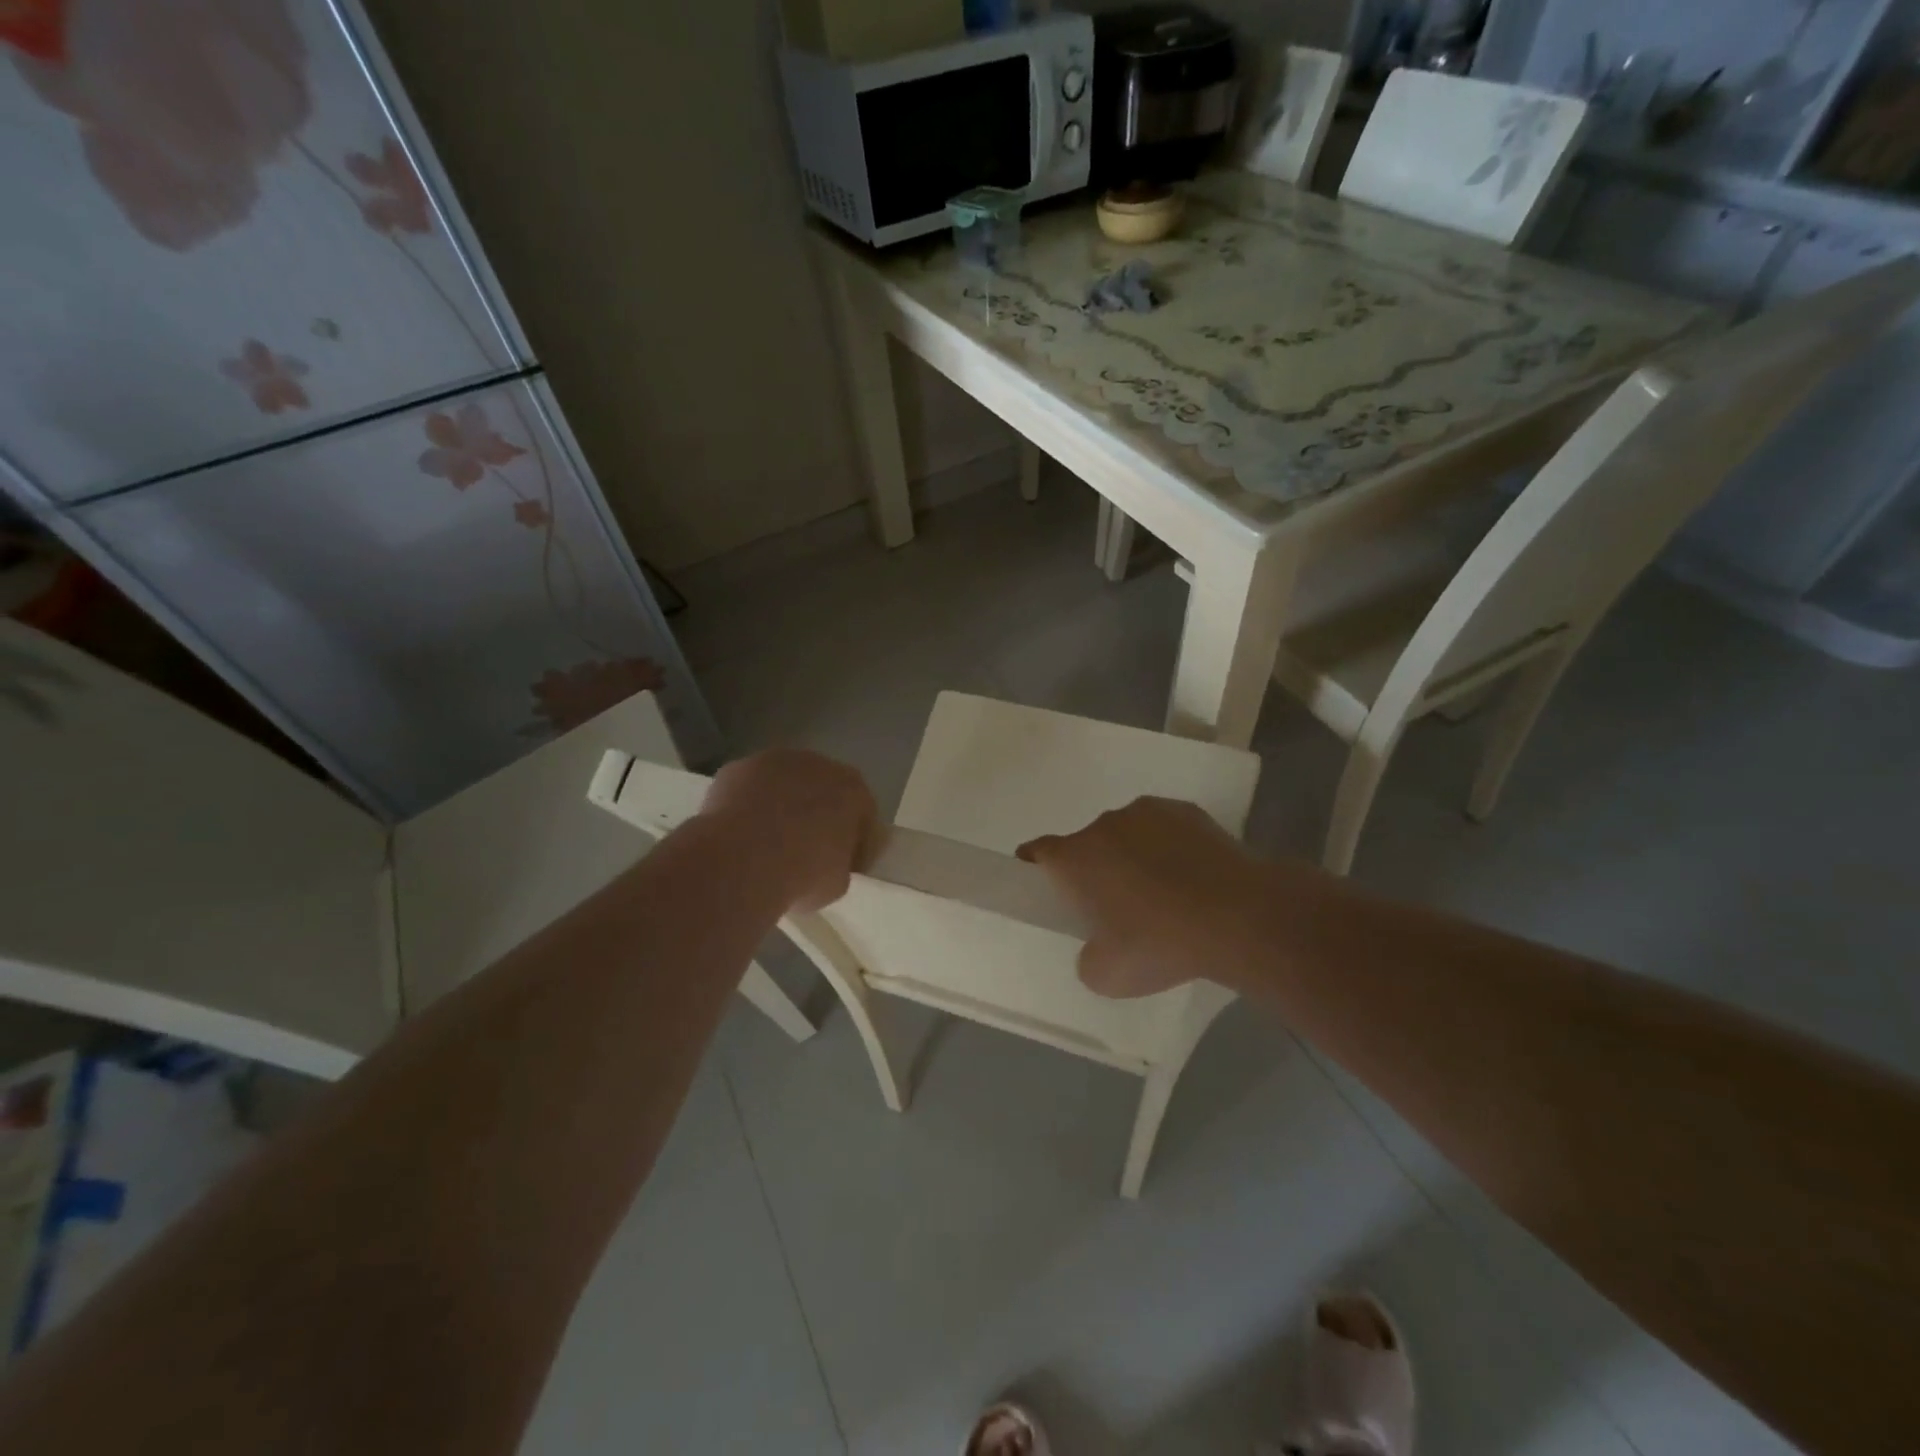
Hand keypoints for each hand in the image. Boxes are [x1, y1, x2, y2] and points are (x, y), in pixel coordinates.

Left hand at [700, 750, 878, 911]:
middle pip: (824, 789)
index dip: (854, 841)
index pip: (862, 814)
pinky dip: (748, 805)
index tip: (843, 865)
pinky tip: (739, 832)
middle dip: (817, 814)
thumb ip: (839, 863)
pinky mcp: (738, 767)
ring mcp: (775, 762)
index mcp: (854, 791)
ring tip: (767, 841)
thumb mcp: (837, 883)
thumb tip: (826, 863)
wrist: (742, 861)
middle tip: (805, 849)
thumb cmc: (802, 874)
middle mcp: (819, 765)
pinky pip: (750, 788)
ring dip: (781, 804)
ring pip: (784, 784)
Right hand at [1019, 797, 1287, 997]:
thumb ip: (1088, 957)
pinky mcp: (1188, 811)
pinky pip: (1164, 829)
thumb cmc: (1162, 944)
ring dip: (1133, 856)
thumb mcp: (1108, 975)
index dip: (1035, 867)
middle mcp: (1104, 824)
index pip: (1037, 852)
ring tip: (1165, 892)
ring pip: (1127, 834)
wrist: (1240, 916)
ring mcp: (1148, 813)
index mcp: (1076, 857)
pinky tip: (1192, 877)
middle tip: (1119, 907)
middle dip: (1096, 870)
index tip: (1047, 888)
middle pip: (1087, 845)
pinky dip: (1169, 848)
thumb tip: (1098, 946)